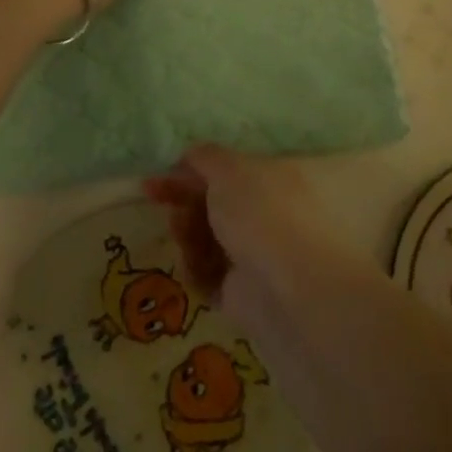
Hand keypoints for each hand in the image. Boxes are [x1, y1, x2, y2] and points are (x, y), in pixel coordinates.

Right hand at [142, 145, 336, 305]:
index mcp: (279, 180)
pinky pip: (210, 275)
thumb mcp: (230, 169)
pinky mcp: (246, 294)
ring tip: (185, 236)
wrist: (290, 290)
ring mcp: (260, 256)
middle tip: (163, 202)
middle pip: (217, 205)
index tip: (161, 176)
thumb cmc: (263, 213)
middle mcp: (273, 215)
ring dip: (189, 235)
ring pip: (209, 239)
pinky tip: (195, 266)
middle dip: (186, 202)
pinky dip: (197, 270)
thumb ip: (206, 158)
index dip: (194, 171)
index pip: (232, 171)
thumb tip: (189, 156)